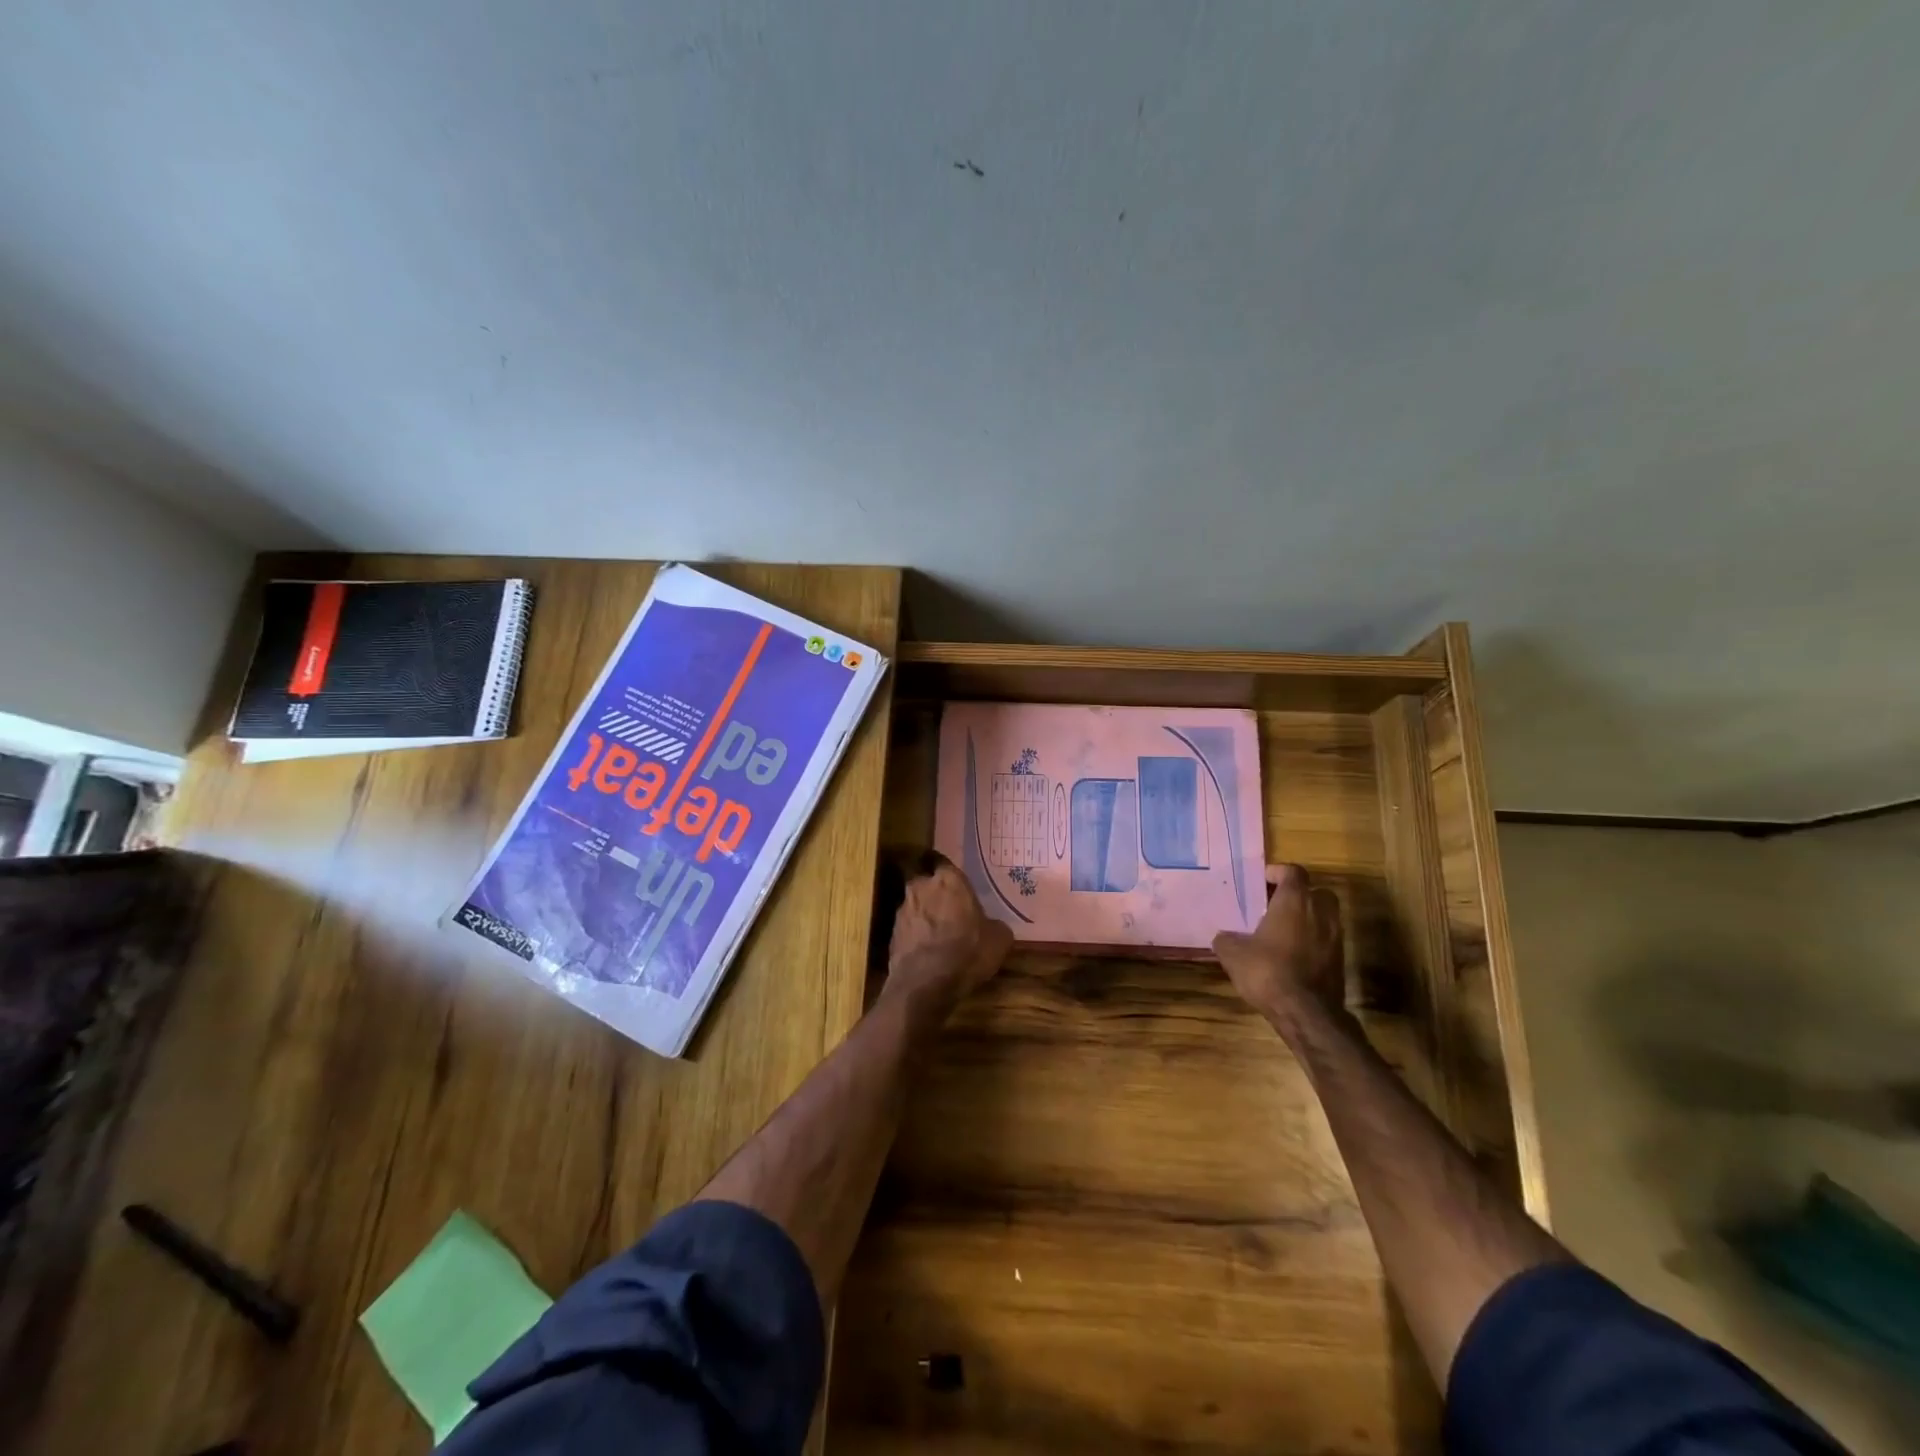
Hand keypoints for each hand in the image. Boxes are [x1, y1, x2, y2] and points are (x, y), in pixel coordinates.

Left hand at [885, 856, 1013, 1013]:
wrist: (926, 983)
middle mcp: (921, 886)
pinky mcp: (891, 932)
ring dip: (924, 915)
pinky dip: (915, 935)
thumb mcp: (999, 939)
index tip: (959, 887)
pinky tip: (926, 951)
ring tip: (938, 934)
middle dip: (936, 893)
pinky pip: (908, 927)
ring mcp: (903, 909)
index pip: (945, 863)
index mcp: (949, 879)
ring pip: (915, 905)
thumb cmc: (967, 951)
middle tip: (950, 910)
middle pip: (927, 882)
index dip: (951, 876)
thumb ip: (994, 924)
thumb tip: (993, 926)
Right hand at [1212, 864, 1346, 1033]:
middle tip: (1275, 906)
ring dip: (1306, 919)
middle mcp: (1320, 912)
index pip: (1293, 871)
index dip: (1277, 872)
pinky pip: (1325, 940)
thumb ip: (1227, 938)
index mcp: (1295, 900)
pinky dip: (1312, 941)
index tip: (1261, 882)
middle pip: (1316, 891)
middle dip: (1298, 895)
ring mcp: (1335, 937)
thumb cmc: (1267, 971)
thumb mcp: (1232, 953)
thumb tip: (1224, 937)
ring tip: (1281, 932)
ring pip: (1323, 917)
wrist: (1306, 1013)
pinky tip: (1291, 956)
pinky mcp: (1340, 961)